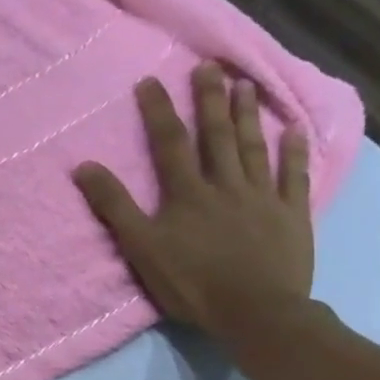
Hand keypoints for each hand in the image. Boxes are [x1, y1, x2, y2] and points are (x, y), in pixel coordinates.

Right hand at [73, 61, 313, 347]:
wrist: (256, 312)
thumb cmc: (192, 283)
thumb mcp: (141, 248)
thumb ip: (115, 206)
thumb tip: (84, 167)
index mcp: (187, 193)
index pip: (169, 143)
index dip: (158, 111)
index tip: (151, 81)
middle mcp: (225, 184)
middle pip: (216, 135)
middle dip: (210, 99)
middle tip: (210, 66)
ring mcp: (262, 197)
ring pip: (254, 147)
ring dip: (248, 115)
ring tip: (246, 84)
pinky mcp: (291, 214)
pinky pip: (294, 175)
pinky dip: (295, 151)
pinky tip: (295, 130)